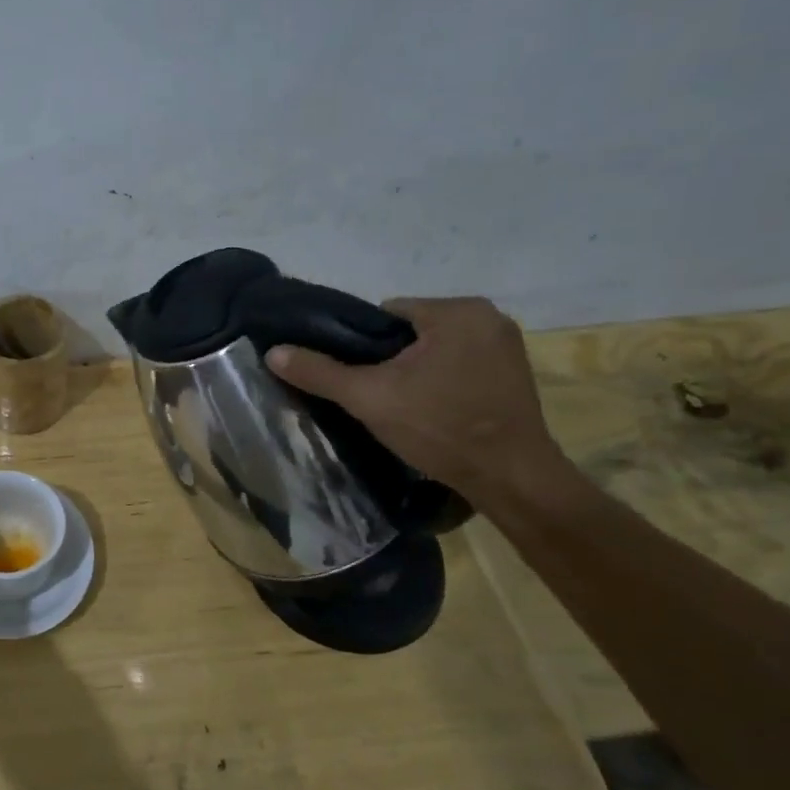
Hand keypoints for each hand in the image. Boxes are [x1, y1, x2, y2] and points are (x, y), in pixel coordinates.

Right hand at [266, 296, 570, 506]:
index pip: (387, 313)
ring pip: (437, 348)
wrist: (510, 478)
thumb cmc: (439, 428)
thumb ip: (320, 372)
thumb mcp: (369, 398)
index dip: (364, 345)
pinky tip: (436, 409)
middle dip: (392, 358)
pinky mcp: (517, 371)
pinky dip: (444, 379)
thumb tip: (272, 352)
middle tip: (380, 396)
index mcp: (457, 311)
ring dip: (418, 369)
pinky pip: (462, 363)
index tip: (361, 378)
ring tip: (405, 405)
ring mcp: (508, 344)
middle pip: (413, 330)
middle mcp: (489, 316)